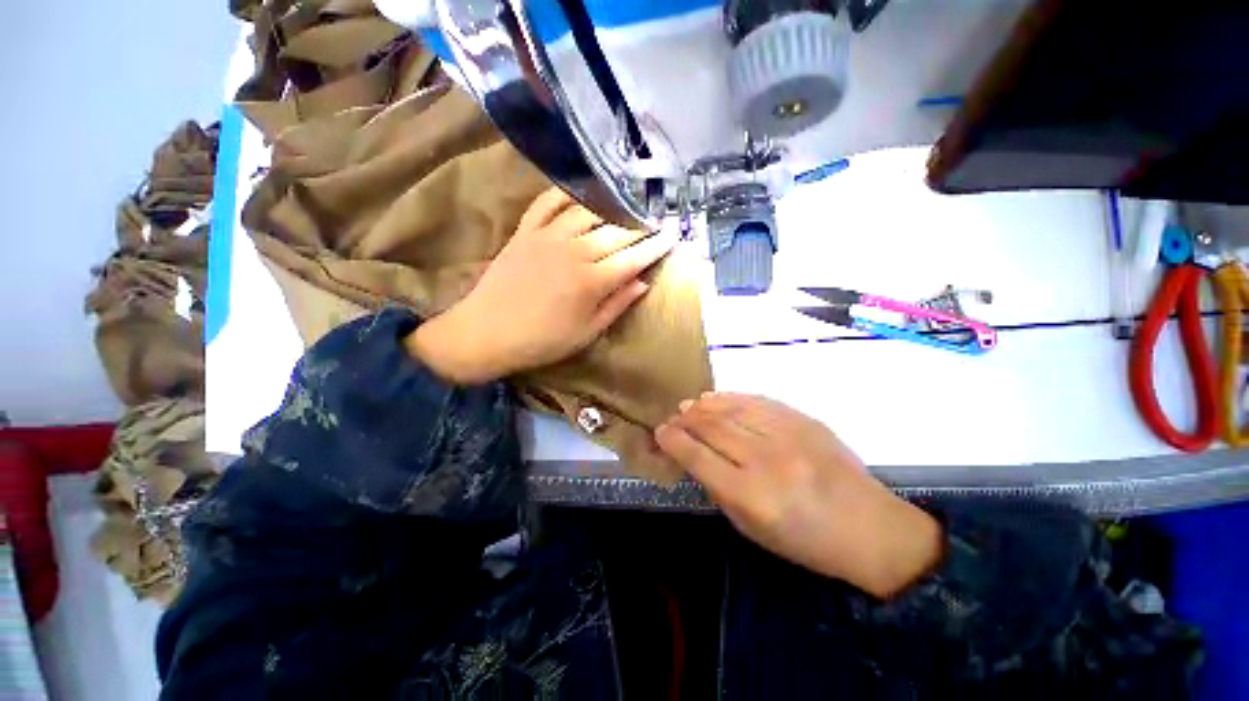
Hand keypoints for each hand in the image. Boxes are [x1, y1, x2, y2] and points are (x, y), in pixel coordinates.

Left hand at [407, 188, 675, 382]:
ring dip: (612, 207)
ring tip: (627, 207)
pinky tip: (582, 193)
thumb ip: (617, 305)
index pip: (634, 258)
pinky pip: (548, 203)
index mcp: (592, 281)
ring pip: (588, 212)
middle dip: (641, 226)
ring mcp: (548, 237)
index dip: (656, 246)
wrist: (487, 333)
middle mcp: (574, 251)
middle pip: (616, 231)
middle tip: (656, 221)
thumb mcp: (587, 333)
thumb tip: (642, 283)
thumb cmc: (543, 341)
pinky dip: (567, 194)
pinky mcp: (525, 231)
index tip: (672, 235)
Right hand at [655, 393, 943, 598]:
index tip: (660, 432)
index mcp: (751, 495)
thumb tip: (693, 456)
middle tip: (672, 417)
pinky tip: (717, 398)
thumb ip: (718, 489)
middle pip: (712, 426)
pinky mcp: (804, 420)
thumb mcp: (751, 529)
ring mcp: (788, 435)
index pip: (697, 456)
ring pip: (732, 408)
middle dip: (685, 419)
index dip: (673, 440)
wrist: (870, 528)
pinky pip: (758, 401)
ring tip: (689, 404)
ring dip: (705, 404)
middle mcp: (766, 459)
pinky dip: (732, 398)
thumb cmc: (805, 541)